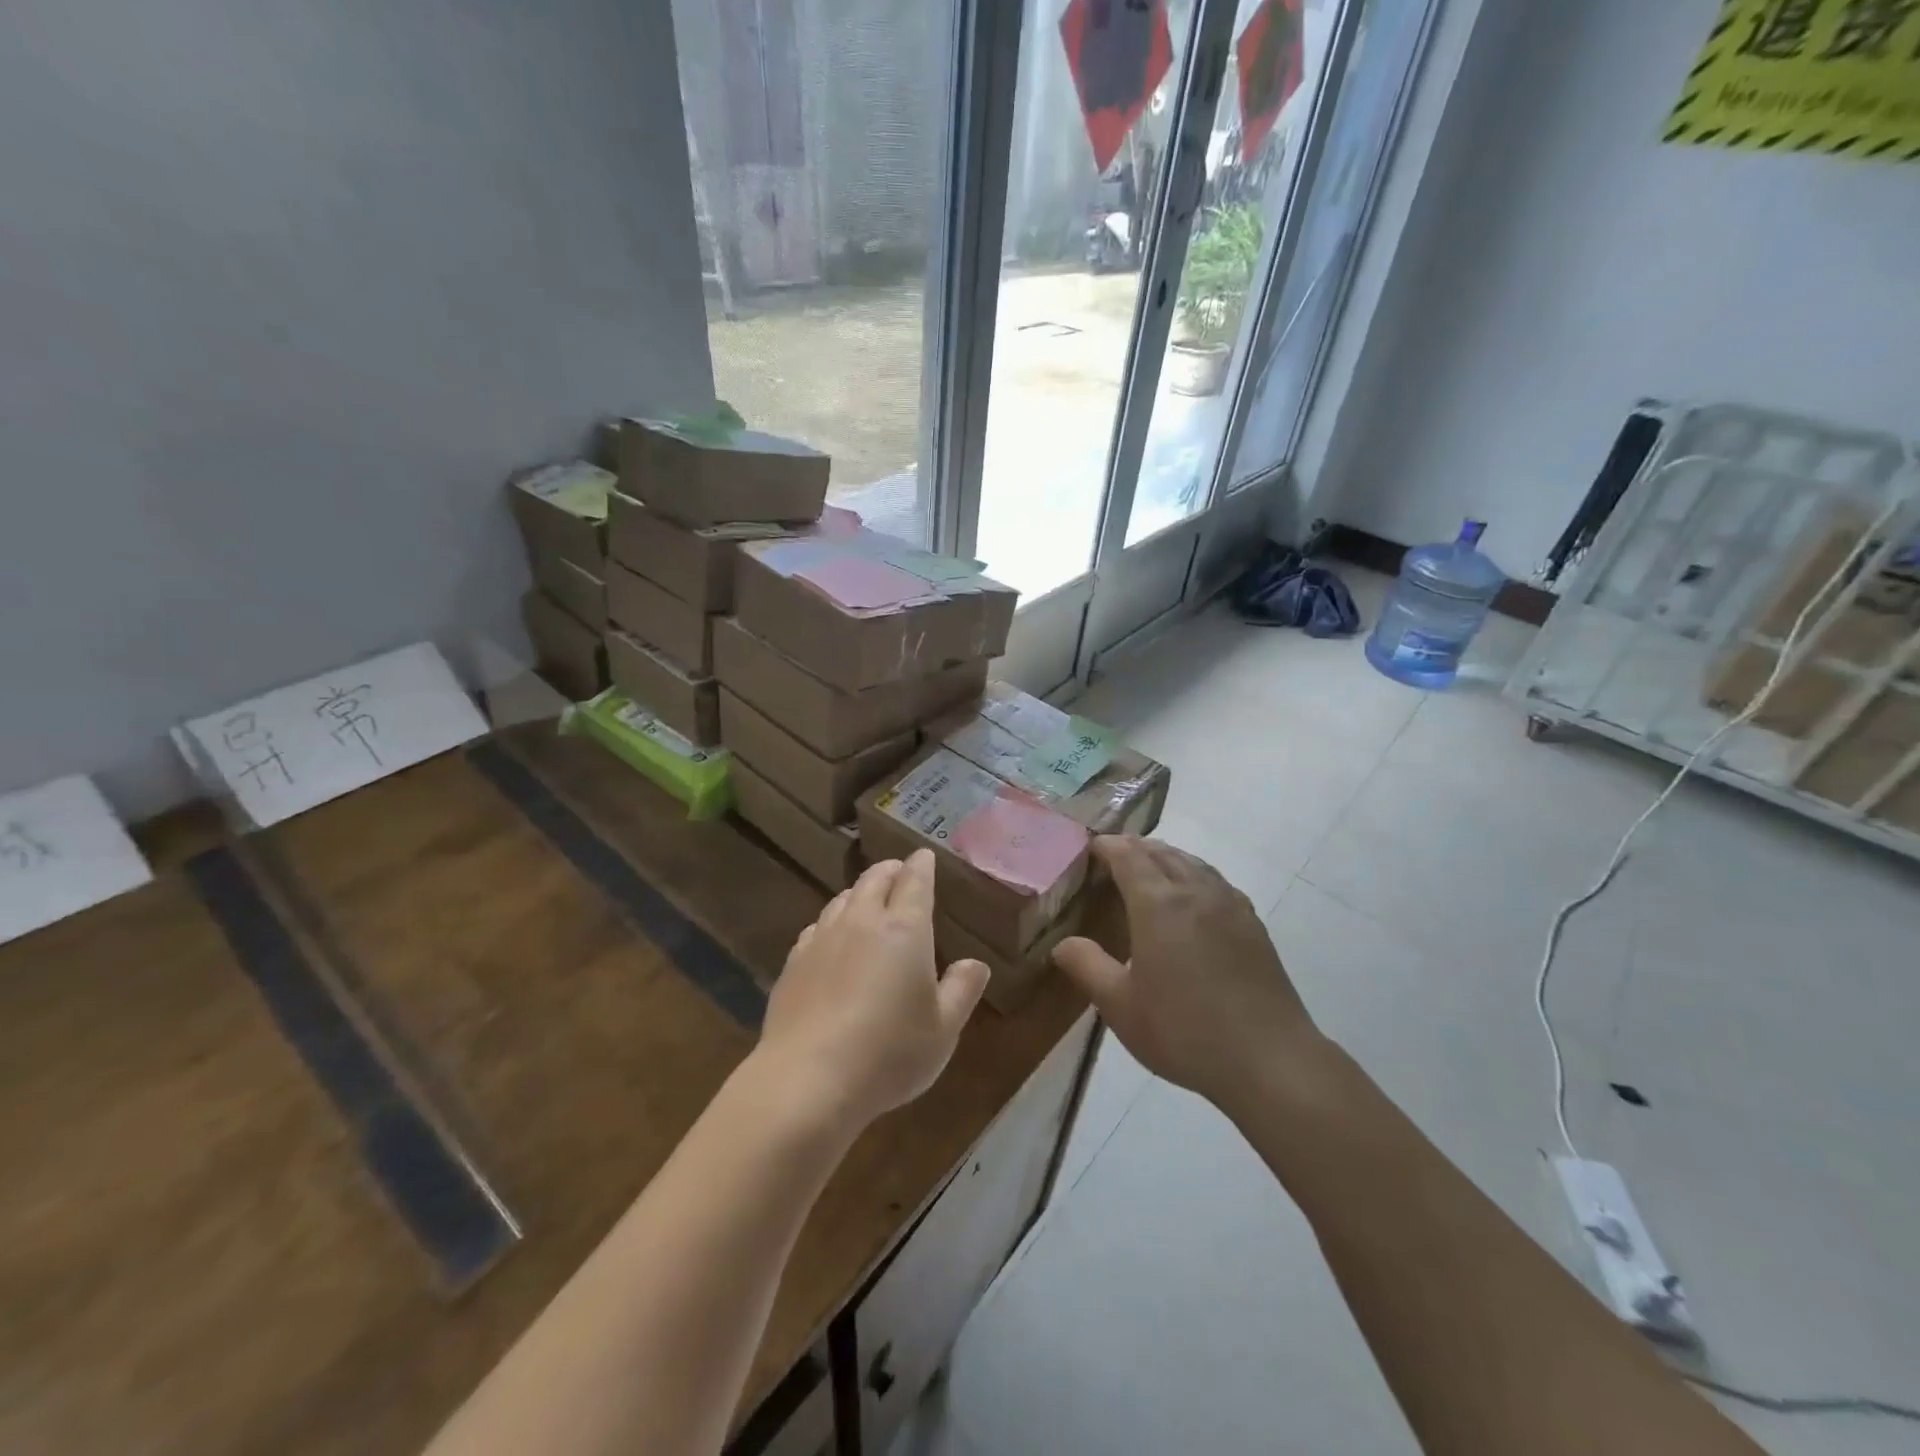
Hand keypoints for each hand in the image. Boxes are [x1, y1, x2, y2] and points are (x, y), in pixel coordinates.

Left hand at [756, 850, 990, 1134]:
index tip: (925, 856)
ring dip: (859, 892)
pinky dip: (831, 921)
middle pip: (874, 880)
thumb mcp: (943, 1029)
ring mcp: (823, 939)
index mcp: (905, 929)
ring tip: (867, 899)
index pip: (915, 881)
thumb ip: (962, 991)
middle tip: (898, 871)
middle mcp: (862, 922)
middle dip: (890, 870)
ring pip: (842, 899)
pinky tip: (831, 937)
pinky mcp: (794, 963)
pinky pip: (816, 927)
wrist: (808, 1080)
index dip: (921, 865)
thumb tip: (975, 964)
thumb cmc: (889, 1053)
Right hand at [1052, 836, 1326, 1112]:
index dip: (1108, 846)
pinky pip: (1216, 881)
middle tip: (1115, 852)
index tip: (1091, 846)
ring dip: (1167, 856)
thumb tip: (1062, 944)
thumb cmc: (1184, 1030)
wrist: (1268, 1058)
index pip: (1128, 857)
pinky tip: (1195, 894)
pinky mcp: (1252, 924)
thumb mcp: (1121, 1006)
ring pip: (1193, 863)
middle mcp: (1194, 892)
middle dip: (1136, 846)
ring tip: (1151, 864)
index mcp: (1158, 904)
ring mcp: (1229, 905)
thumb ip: (1087, 967)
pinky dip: (1195, 873)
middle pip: (1162, 852)